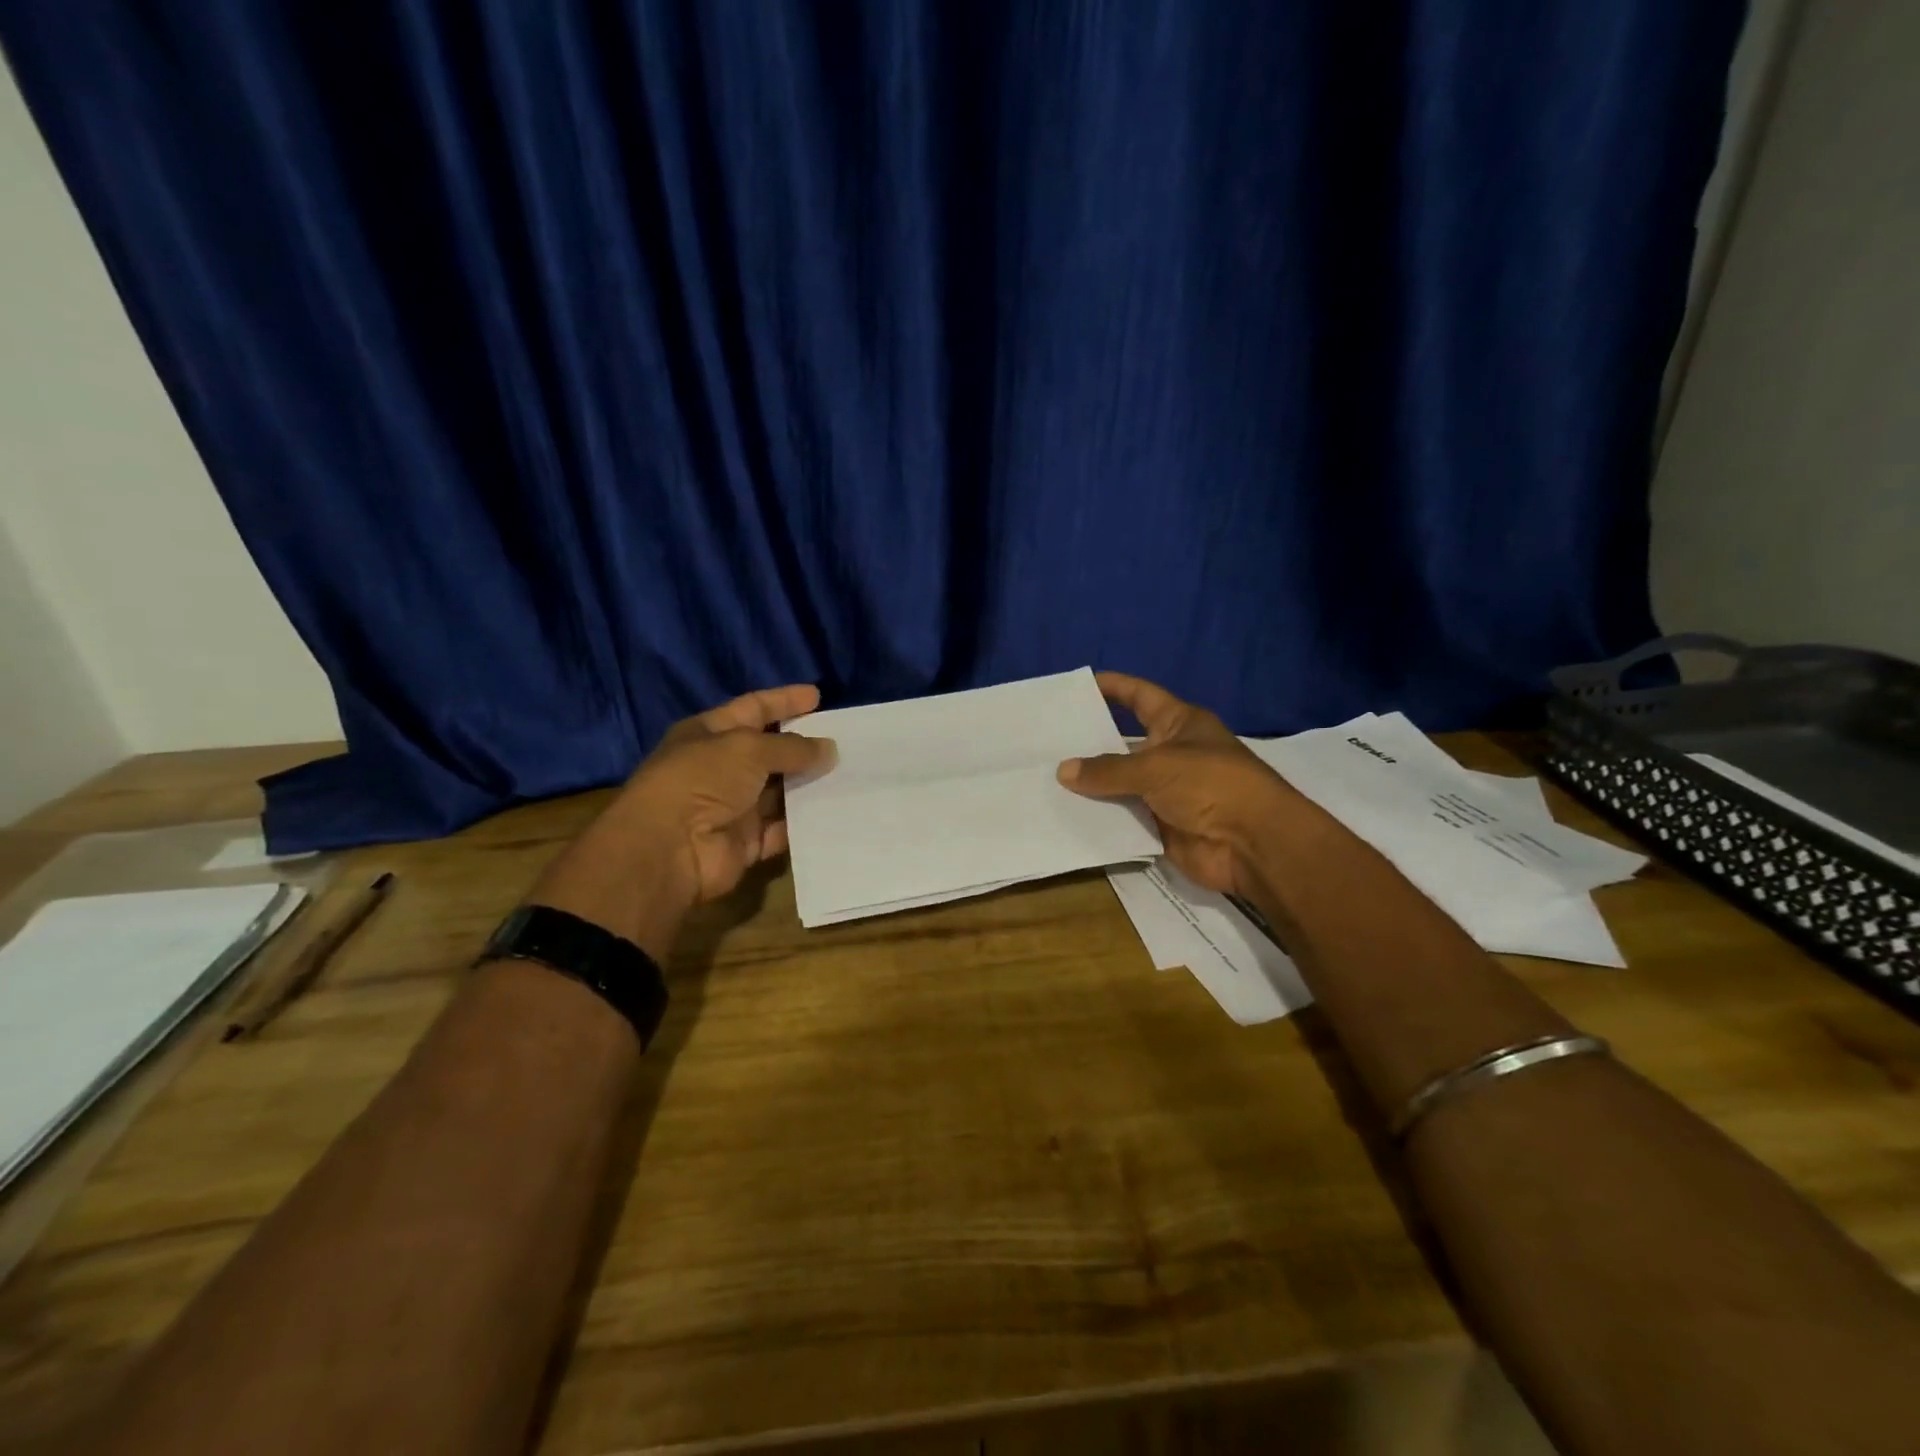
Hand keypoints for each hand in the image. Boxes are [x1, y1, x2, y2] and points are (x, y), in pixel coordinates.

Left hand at [531, 685, 834, 957]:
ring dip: (809, 784)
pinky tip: (835, 811)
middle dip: (803, 746)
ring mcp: (733, 807)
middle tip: (844, 740)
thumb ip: (791, 747)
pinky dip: (805, 823)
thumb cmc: (702, 780)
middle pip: (769, 752)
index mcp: (709, 734)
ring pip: (780, 792)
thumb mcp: (748, 749)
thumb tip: (828, 748)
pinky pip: (783, 829)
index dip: (784, 701)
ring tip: (850, 774)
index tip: (818, 696)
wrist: (669, 850)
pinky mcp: (746, 842)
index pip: (753, 708)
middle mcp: (720, 768)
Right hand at [1057, 672, 1310, 898]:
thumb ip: (1108, 770)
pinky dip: (1100, 817)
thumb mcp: (1156, 767)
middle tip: (1046, 740)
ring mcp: (1166, 791)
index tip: (1079, 686)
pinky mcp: (1160, 825)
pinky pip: (1123, 817)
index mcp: (1179, 724)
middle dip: (1090, 742)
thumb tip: (1063, 770)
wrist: (1252, 844)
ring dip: (1091, 784)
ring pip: (1120, 783)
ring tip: (1045, 777)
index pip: (1140, 696)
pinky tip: (1064, 813)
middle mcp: (1171, 753)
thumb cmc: (1211, 785)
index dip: (1114, 687)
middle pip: (1123, 743)